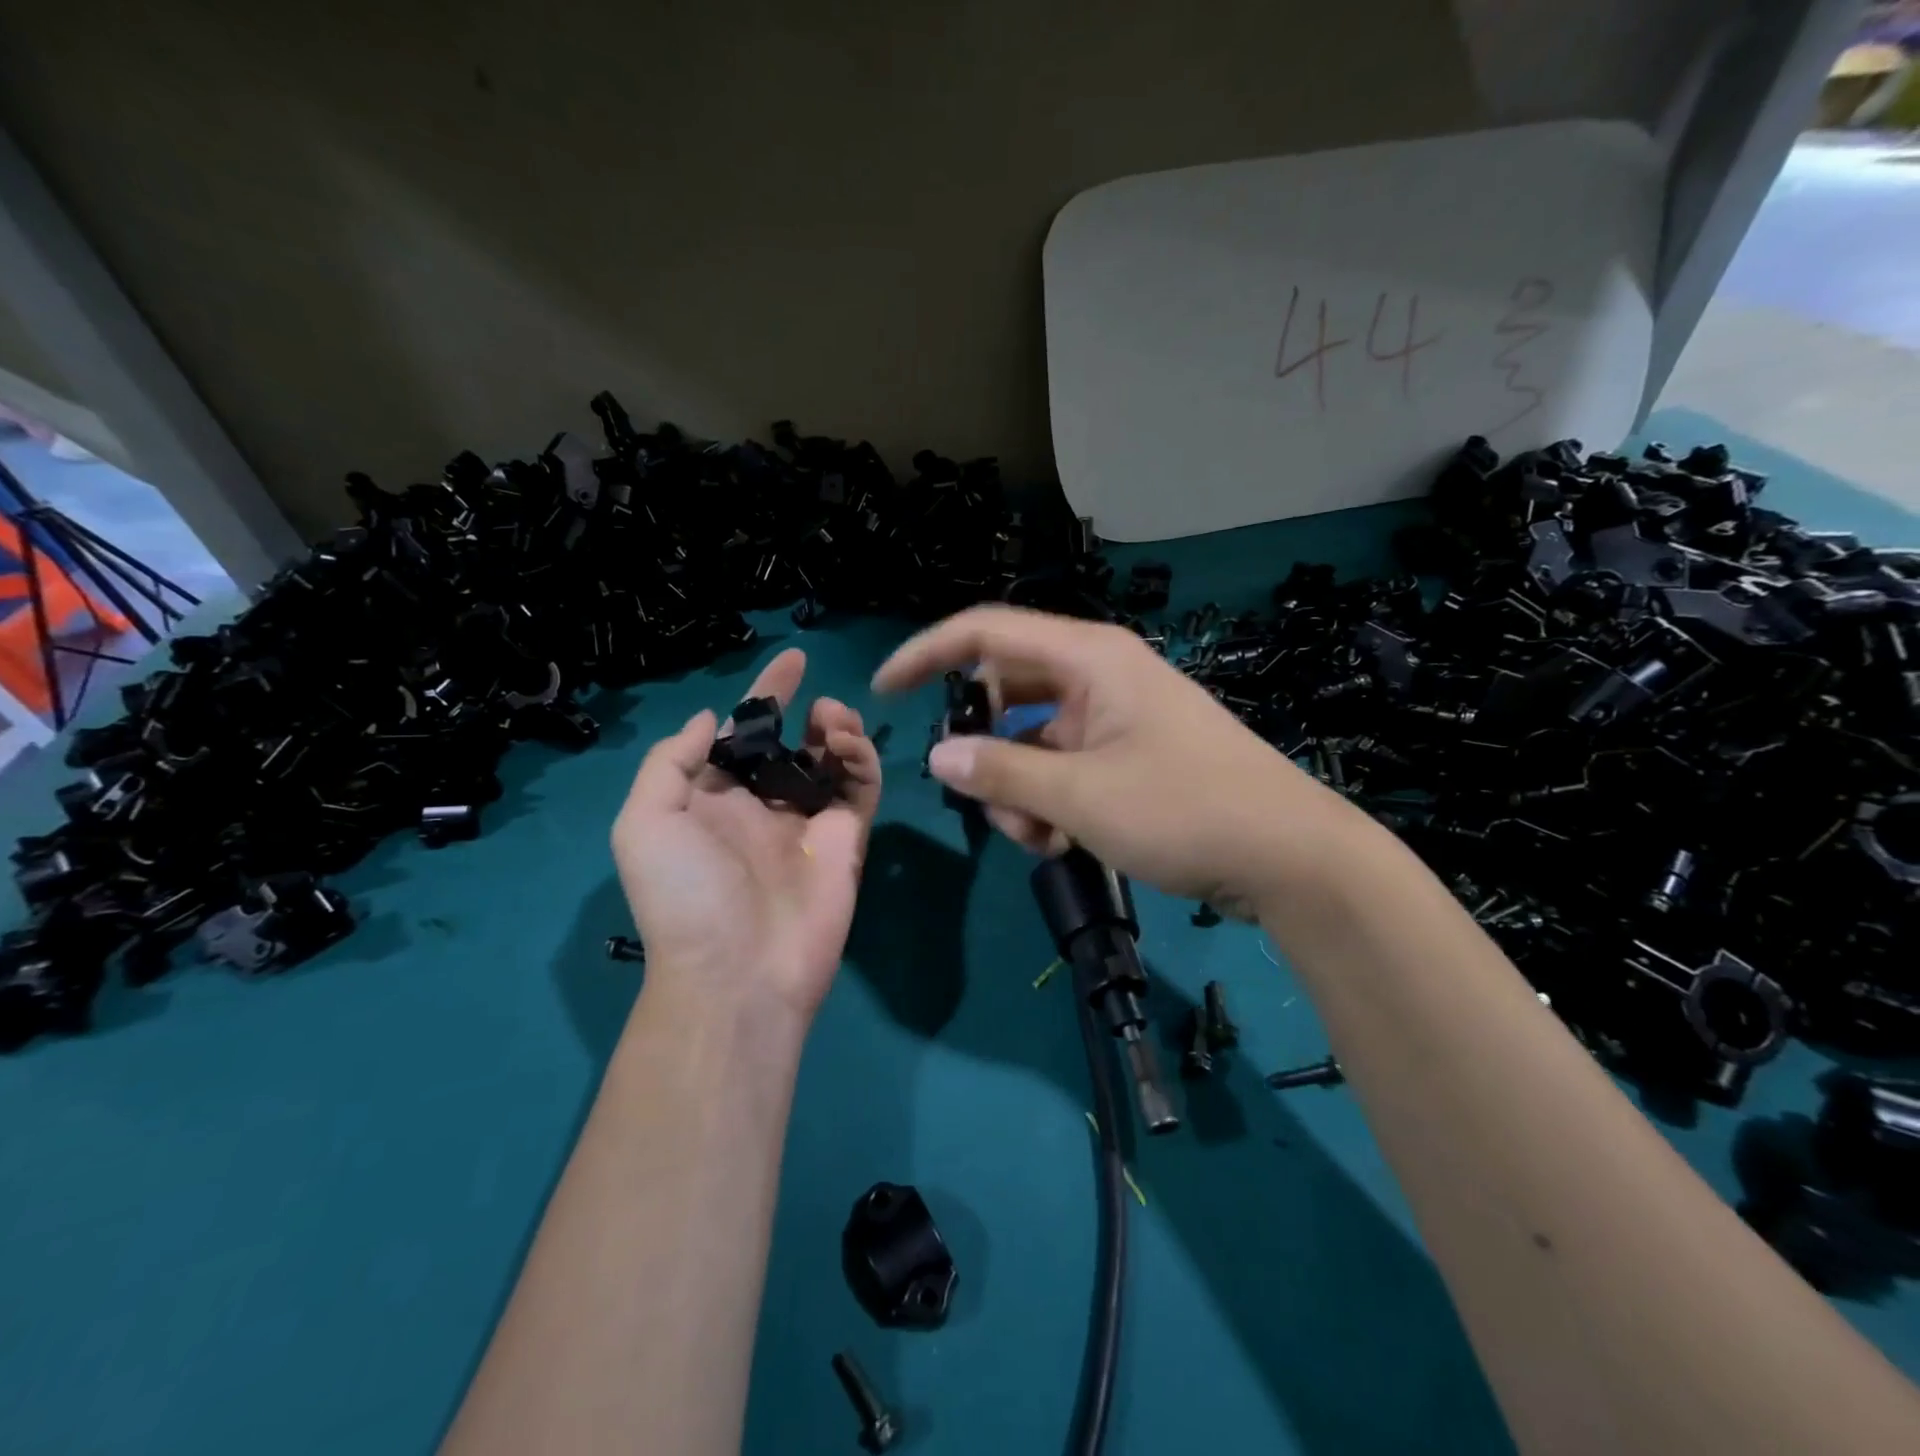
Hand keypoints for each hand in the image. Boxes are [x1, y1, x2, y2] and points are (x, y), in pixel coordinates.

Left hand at [611, 648, 881, 1019]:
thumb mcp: (644, 823)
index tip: (794, 659)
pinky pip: (860, 789)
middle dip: (811, 713)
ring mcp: (808, 823)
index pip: (744, 734)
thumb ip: (670, 762)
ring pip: (833, 761)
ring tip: (835, 722)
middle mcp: (763, 805)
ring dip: (839, 730)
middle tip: (823, 705)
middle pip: (795, 742)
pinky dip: (861, 760)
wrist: (739, 972)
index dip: (766, 693)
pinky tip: (848, 748)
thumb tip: (712, 719)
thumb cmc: (685, 895)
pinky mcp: (846, 840)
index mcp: (715, 798)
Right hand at [872, 605, 1369, 918]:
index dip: (928, 654)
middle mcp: (1099, 674)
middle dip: (984, 749)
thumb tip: (939, 757)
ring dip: (1018, 787)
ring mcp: (1116, 716)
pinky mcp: (1130, 754)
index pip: (985, 632)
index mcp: (1089, 657)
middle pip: (1006, 692)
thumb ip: (1001, 772)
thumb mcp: (1080, 795)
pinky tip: (1064, 842)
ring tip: (1039, 838)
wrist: (1291, 857)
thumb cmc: (1186, 810)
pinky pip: (1064, 764)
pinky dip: (1050, 799)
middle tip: (984, 799)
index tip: (884, 690)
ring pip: (1032, 738)